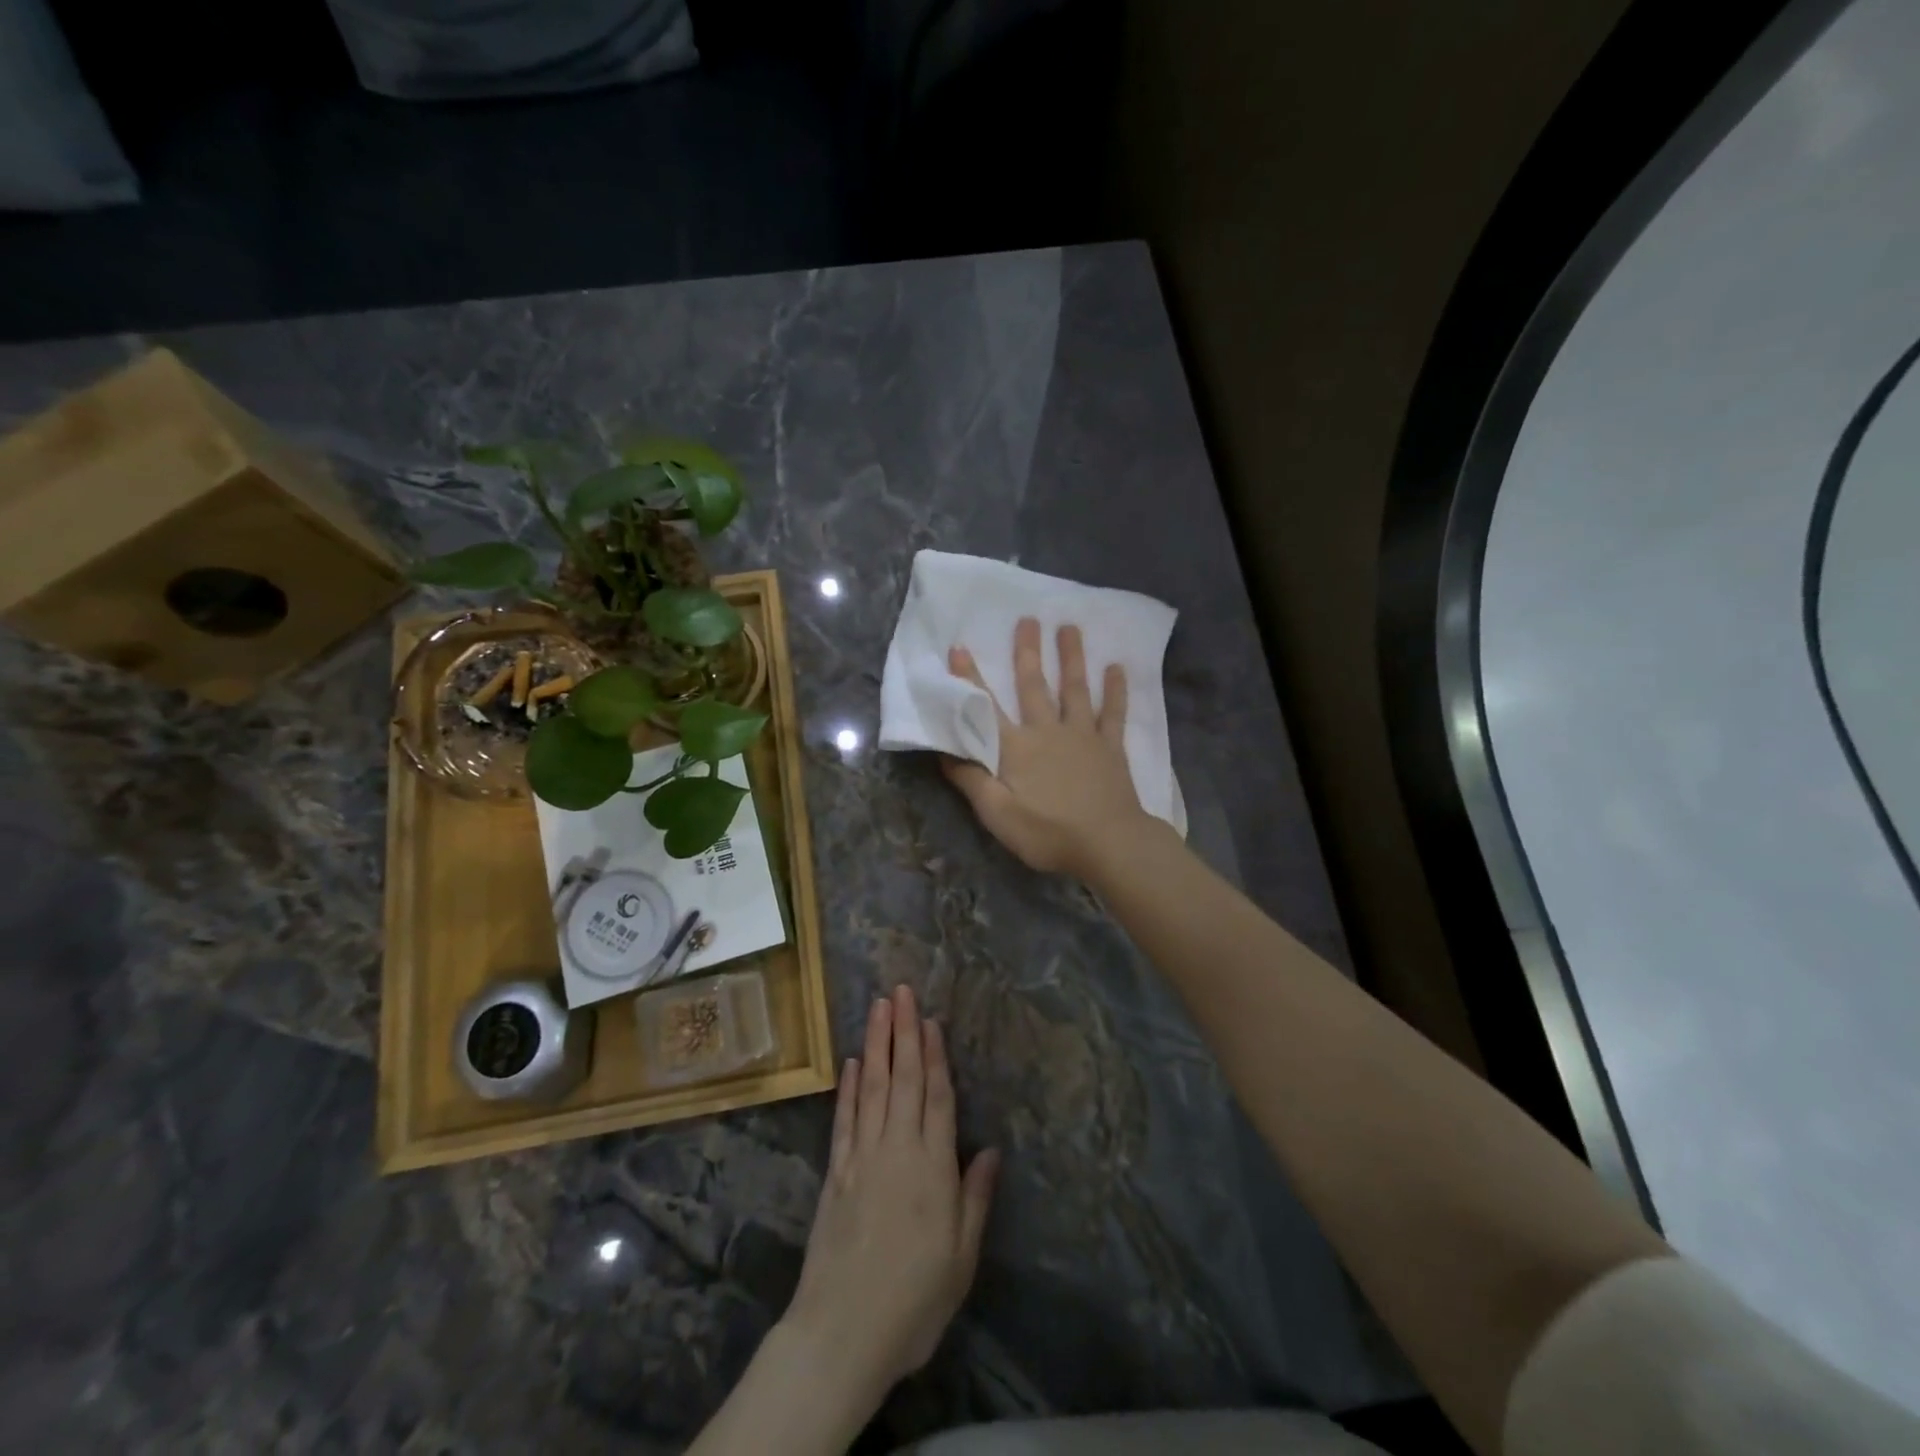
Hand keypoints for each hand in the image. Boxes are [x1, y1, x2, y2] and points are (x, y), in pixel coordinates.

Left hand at [784, 986, 999, 1397]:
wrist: (841, 1333)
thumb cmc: (913, 1301)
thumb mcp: (961, 1258)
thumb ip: (975, 1198)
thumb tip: (990, 1149)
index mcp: (932, 1168)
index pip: (935, 1097)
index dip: (934, 1056)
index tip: (931, 1019)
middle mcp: (897, 1149)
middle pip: (902, 1079)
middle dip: (903, 1032)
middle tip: (902, 991)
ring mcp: (861, 1157)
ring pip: (871, 1087)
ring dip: (875, 1045)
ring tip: (879, 1009)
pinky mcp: (835, 1172)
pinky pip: (844, 1119)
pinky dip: (846, 1087)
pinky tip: (850, 1063)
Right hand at [943, 618, 1147, 875]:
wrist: (1108, 844)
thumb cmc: (1048, 833)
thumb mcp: (997, 814)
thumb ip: (971, 781)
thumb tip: (944, 751)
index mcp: (1016, 748)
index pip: (986, 708)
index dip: (970, 679)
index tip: (959, 648)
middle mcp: (1048, 731)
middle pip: (1034, 685)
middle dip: (1027, 652)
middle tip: (1027, 619)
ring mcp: (1083, 736)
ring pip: (1075, 689)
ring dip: (1071, 657)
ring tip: (1070, 627)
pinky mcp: (1110, 747)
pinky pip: (1113, 713)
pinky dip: (1115, 690)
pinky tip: (1118, 668)